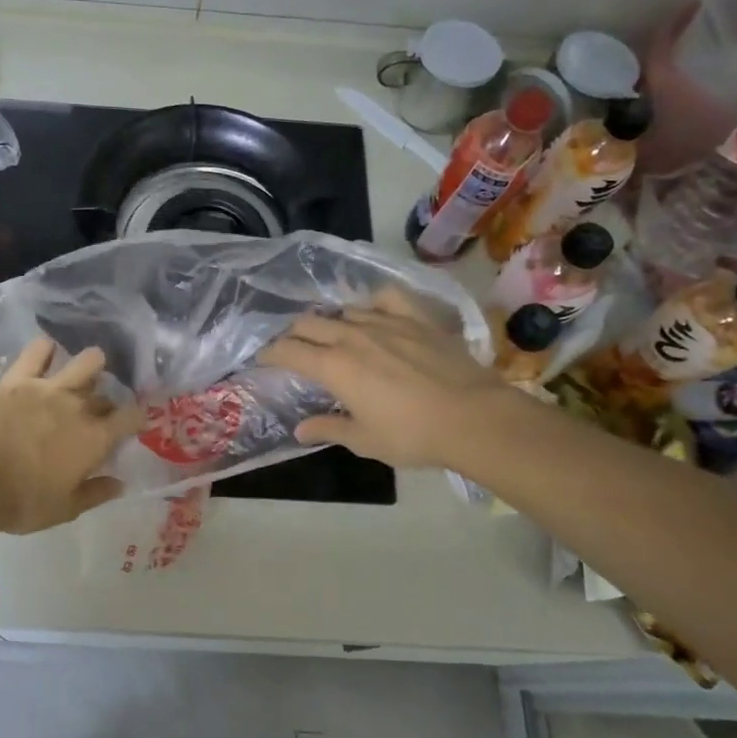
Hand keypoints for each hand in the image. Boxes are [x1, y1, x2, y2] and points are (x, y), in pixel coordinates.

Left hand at [0, 337, 144, 534]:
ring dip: (91, 365)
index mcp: (95, 439)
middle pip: (105, 396)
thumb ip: (97, 493)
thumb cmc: (24, 502)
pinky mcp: (19, 379)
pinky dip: (45, 349)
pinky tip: (47, 351)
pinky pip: (37, 351)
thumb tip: (120, 484)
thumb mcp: (66, 509)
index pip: (131, 417)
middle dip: (106, 404)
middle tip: (96, 415)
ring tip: (85, 372)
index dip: (137, 418)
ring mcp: (49, 387)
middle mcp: (79, 407)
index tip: (134, 423)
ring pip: (86, 361)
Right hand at [258, 288, 503, 468]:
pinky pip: (386, 297)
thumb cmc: (412, 435)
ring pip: (344, 311)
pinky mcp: (417, 317)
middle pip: (310, 323)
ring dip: (331, 322)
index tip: (263, 359)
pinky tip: (373, 312)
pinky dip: (372, 302)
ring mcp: (386, 321)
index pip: (288, 350)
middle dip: (294, 334)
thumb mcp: (364, 440)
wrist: (473, 417)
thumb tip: (300, 430)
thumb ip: (328, 429)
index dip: (270, 353)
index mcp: (333, 366)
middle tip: (293, 348)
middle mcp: (352, 335)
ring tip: (332, 334)